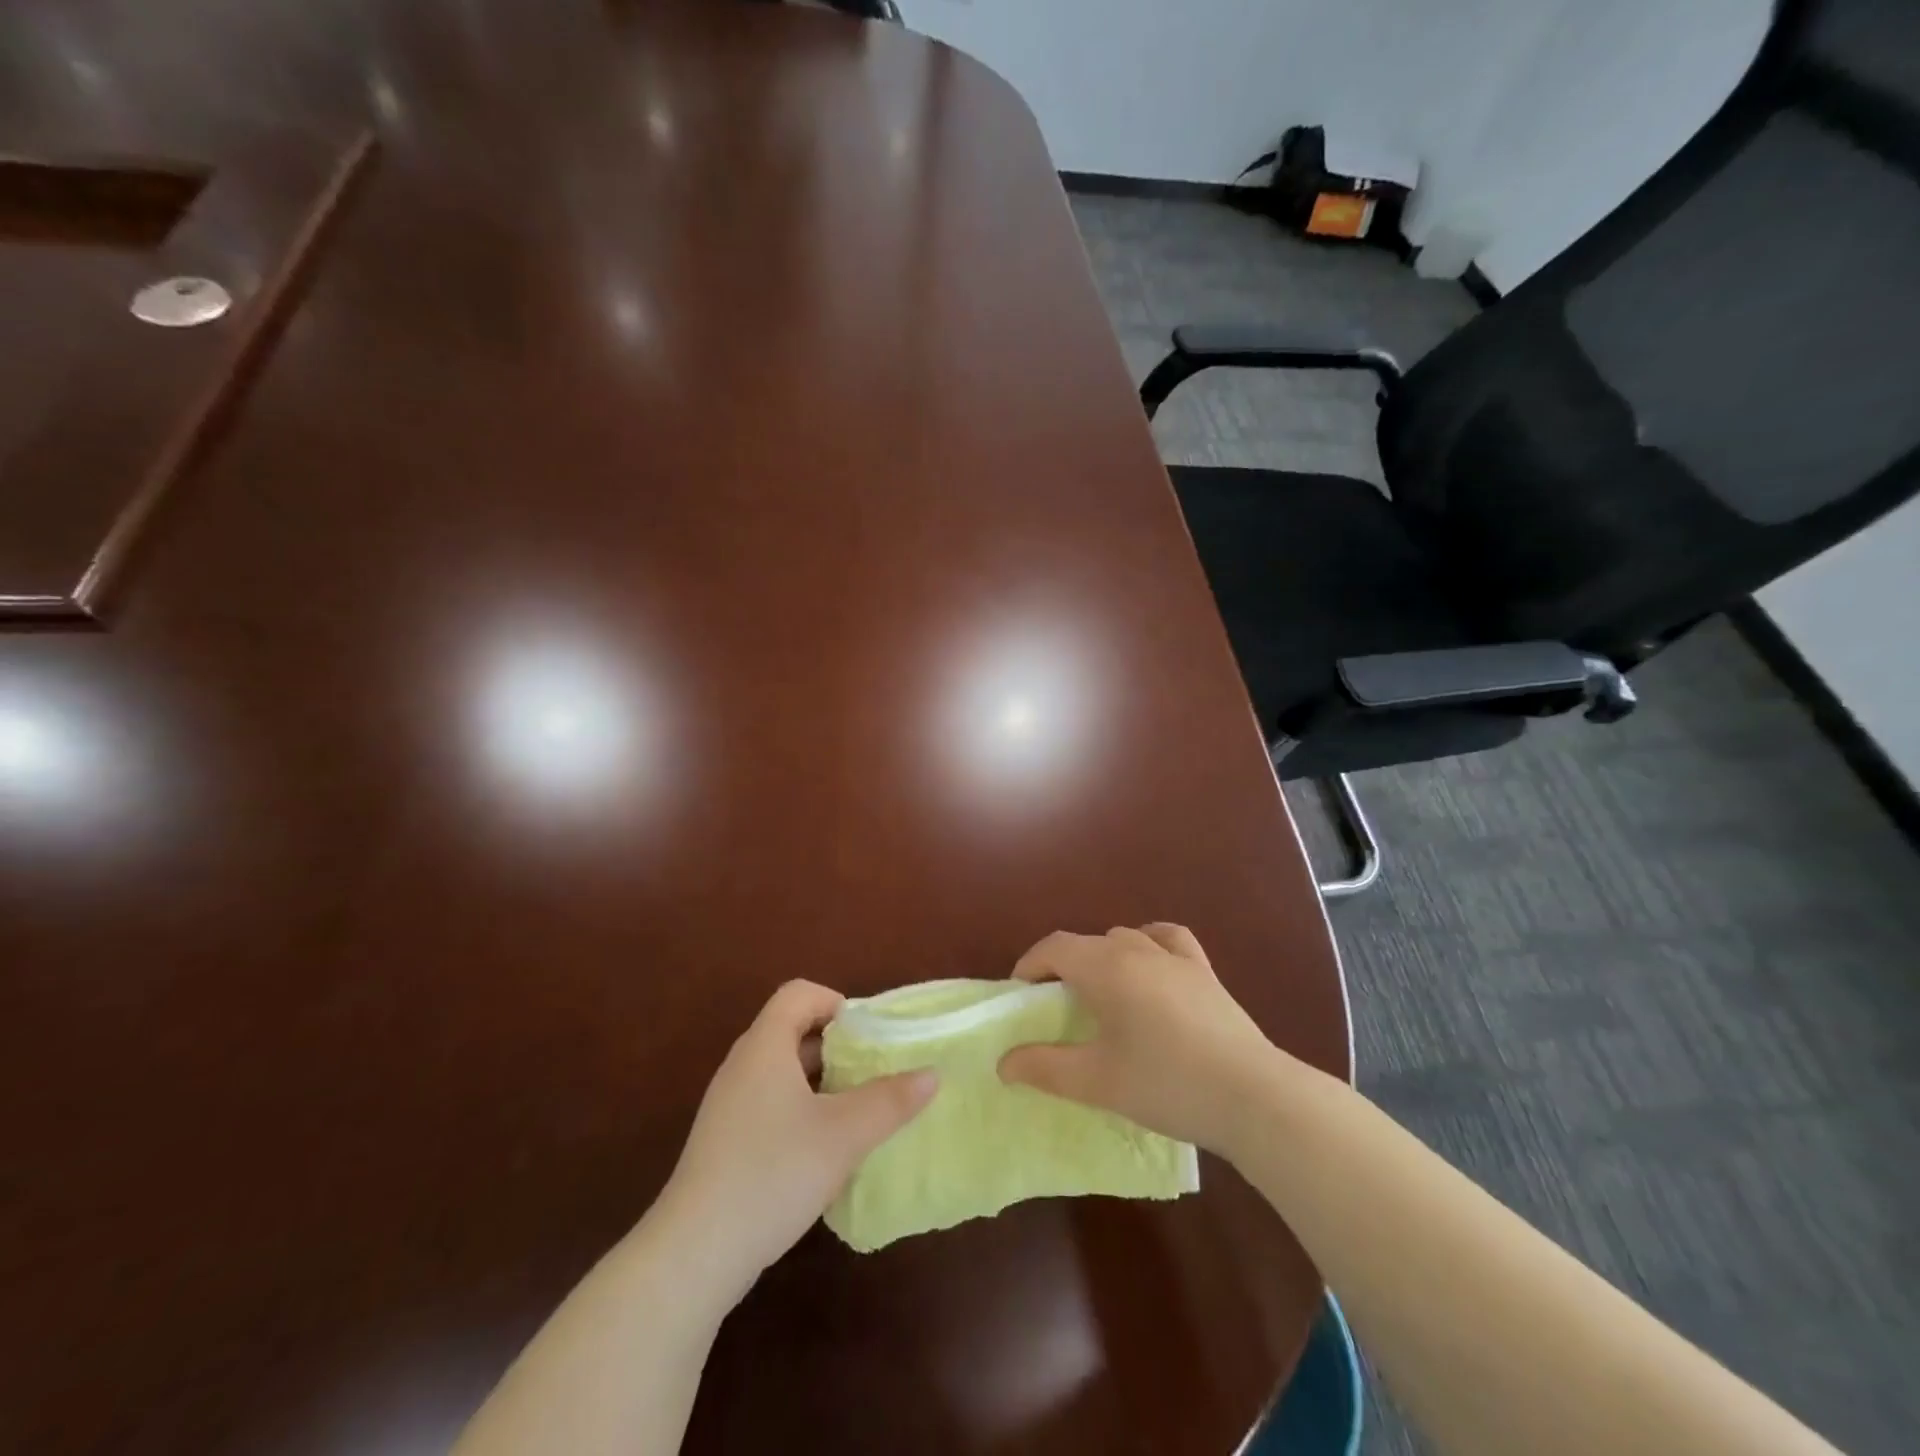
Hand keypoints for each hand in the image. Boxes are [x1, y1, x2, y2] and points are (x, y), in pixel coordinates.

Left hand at [652, 980, 935, 1305]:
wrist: (694, 1254)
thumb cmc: (773, 1173)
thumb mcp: (844, 1135)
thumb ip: (890, 1100)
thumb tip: (932, 1074)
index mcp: (765, 1046)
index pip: (800, 994)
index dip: (837, 1002)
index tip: (869, 1036)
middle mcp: (742, 1065)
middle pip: (793, 1030)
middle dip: (838, 1046)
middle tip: (874, 1073)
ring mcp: (729, 1105)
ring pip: (783, 1071)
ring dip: (822, 1082)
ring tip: (857, 1111)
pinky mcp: (724, 1141)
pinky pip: (769, 1103)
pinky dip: (801, 1110)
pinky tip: (823, 1150)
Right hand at [997, 925, 1277, 1156]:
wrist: (1252, 1096)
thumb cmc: (1166, 1084)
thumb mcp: (1096, 1081)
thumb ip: (1044, 1067)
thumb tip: (1003, 1062)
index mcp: (1106, 967)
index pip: (1054, 948)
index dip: (1029, 966)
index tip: (1020, 997)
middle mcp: (1136, 949)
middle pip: (1086, 943)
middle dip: (1062, 967)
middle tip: (1054, 1009)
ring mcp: (1175, 957)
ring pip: (1123, 939)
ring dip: (1101, 958)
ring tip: (1099, 996)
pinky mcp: (1204, 972)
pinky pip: (1168, 940)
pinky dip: (1149, 944)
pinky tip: (1150, 965)